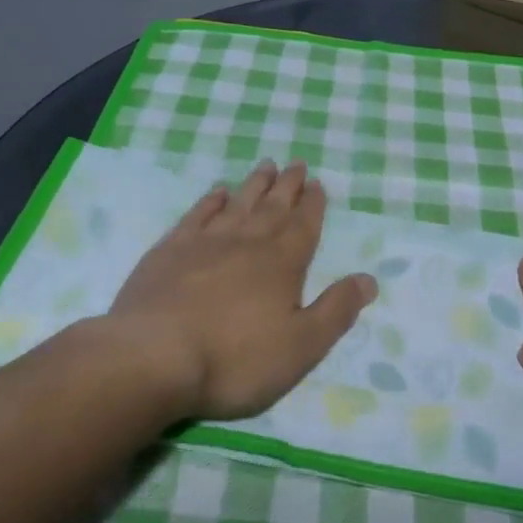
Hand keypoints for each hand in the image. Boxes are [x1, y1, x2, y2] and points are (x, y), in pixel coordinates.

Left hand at [109, 159, 377, 420]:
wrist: (153, 357)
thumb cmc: (235, 359)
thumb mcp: (301, 346)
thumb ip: (336, 311)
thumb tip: (369, 279)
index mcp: (282, 263)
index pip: (304, 225)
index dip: (313, 204)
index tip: (317, 183)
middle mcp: (246, 243)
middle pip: (272, 207)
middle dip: (288, 186)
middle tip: (296, 164)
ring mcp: (204, 243)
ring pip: (237, 204)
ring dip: (254, 185)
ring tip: (266, 166)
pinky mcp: (168, 251)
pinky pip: (197, 215)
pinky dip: (210, 201)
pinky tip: (217, 193)